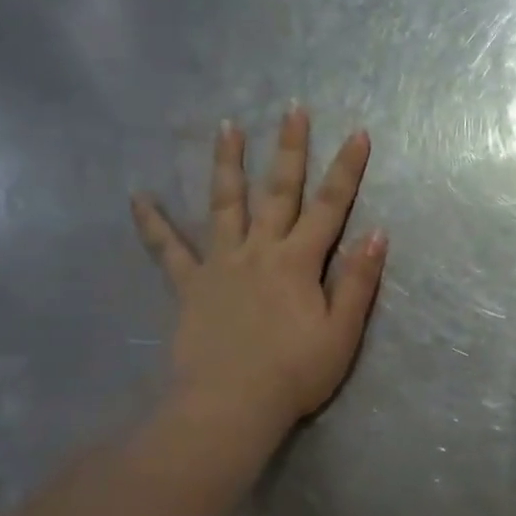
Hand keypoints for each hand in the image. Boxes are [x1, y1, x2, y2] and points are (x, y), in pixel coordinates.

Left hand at [130, 107, 386, 437]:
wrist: (230, 406)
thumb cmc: (294, 373)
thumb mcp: (342, 333)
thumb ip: (358, 281)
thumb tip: (377, 233)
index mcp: (299, 262)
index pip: (331, 207)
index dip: (346, 169)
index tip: (357, 132)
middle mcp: (260, 251)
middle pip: (278, 191)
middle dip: (289, 148)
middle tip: (292, 109)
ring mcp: (221, 265)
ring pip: (225, 205)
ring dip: (228, 164)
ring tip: (227, 127)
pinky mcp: (190, 286)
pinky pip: (168, 250)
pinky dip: (153, 223)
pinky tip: (138, 197)